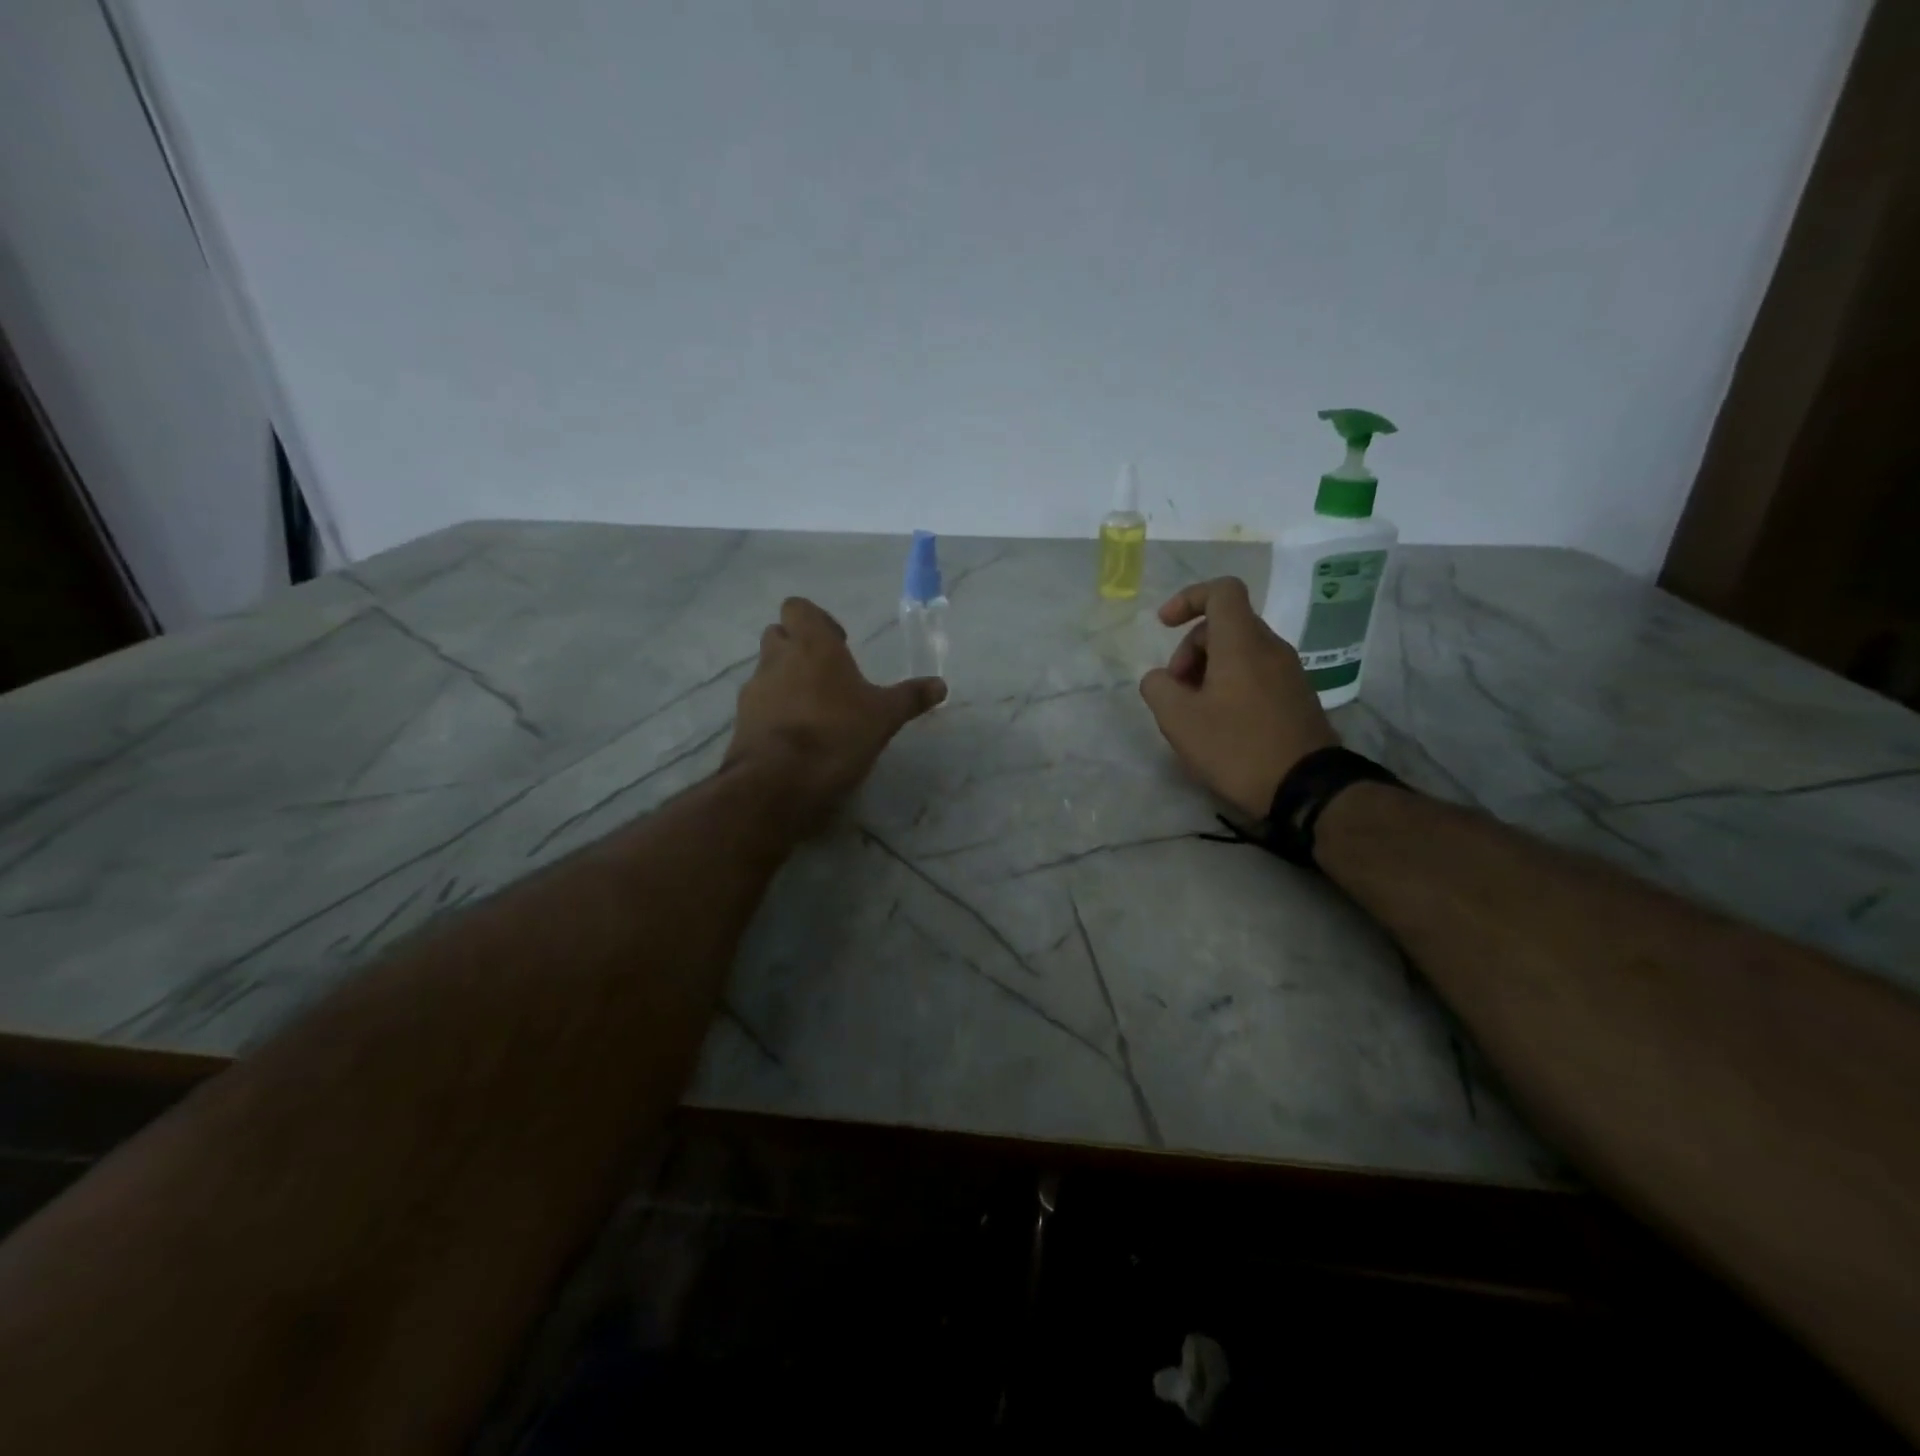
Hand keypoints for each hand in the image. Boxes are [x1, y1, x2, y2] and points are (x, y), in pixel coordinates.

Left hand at [725, 597, 946, 830]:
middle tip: (826, 674)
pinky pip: (759, 704)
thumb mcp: (884, 717)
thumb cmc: (836, 734)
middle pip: (778, 635)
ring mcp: (754, 689)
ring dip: (785, 679)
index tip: (839, 645)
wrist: (778, 781)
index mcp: (812, 645)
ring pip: (767, 669)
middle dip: (798, 647)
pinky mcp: (741, 721)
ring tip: (813, 709)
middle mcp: (777, 658)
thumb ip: (910, 697)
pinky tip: (795, 736)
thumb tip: (941, 685)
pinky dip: (774, 710)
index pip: (799, 608)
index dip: (817, 621)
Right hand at [1139, 577, 1337, 818]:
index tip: (1164, 625)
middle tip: (1175, 690)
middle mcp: (1270, 647)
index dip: (1188, 598)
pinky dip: (1230, 685)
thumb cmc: (1236, 747)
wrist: (1306, 788)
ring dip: (1208, 671)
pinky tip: (1220, 724)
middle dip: (1190, 650)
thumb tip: (1160, 678)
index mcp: (1241, 642)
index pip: (1221, 591)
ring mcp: (1289, 672)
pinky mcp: (1297, 697)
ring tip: (1194, 712)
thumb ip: (1158, 688)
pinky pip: (1256, 674)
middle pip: (1224, 625)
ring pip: (1240, 652)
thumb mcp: (1179, 720)